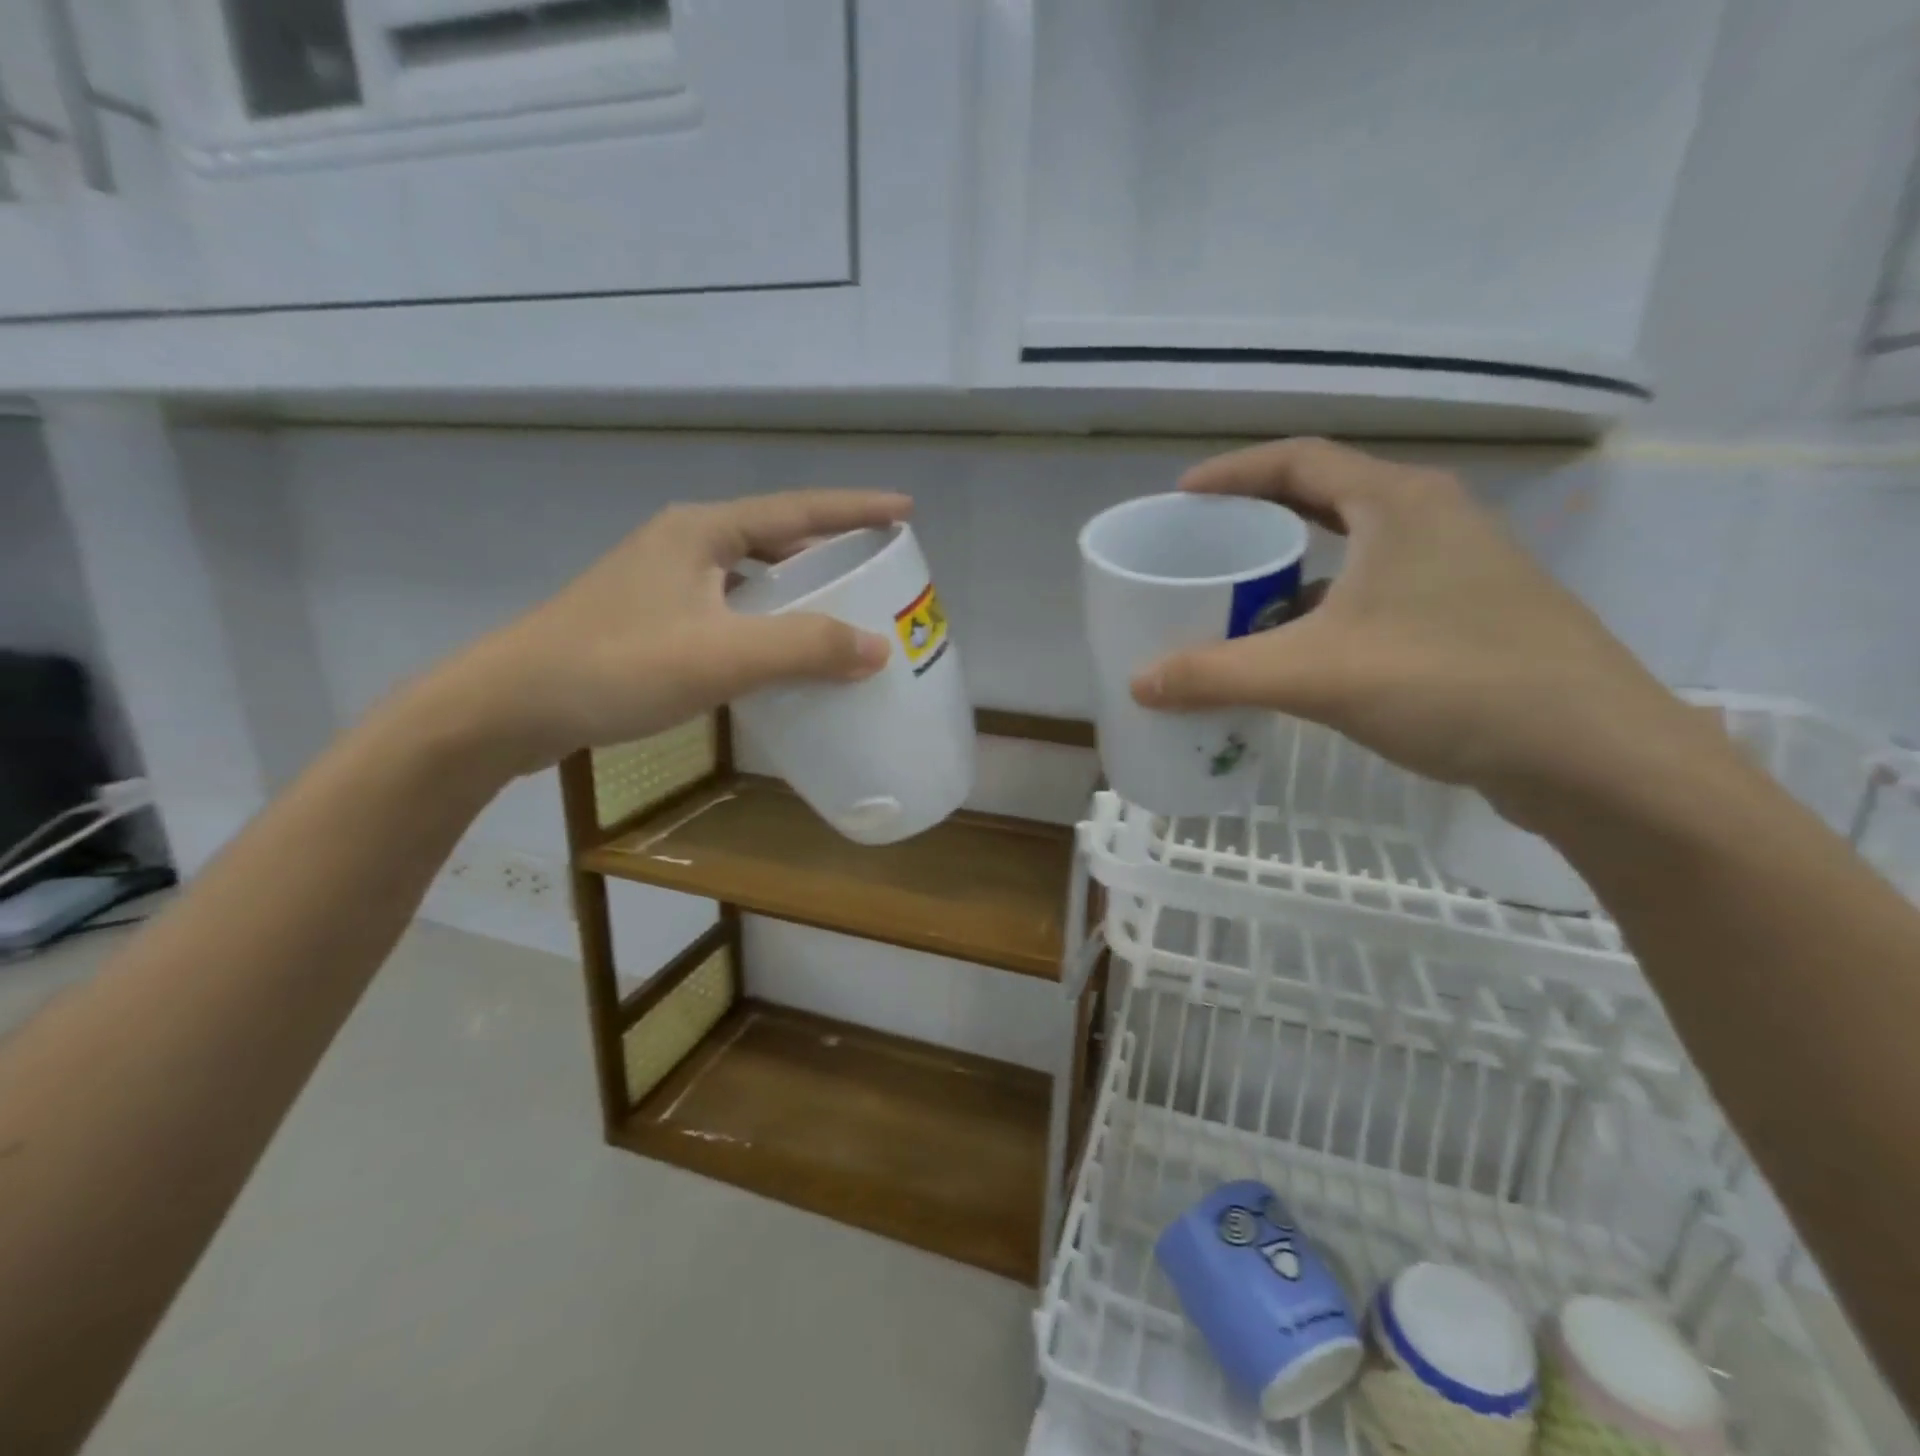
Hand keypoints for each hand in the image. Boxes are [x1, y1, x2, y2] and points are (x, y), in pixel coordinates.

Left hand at [426, 490, 908, 772]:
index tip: (905, 510)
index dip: (855, 508)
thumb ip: (805, 649)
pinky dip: (763, 620)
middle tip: (874, 568)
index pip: (797, 510)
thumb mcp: (723, 656)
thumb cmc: (618, 667)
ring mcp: (660, 581)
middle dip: (827, 549)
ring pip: (747, 574)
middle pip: (773, 537)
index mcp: (702, 531)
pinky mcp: (647, 619)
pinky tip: (774, 651)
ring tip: (836, 608)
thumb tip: (879, 648)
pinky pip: (727, 606)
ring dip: (793, 587)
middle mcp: (682, 543)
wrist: (509, 706)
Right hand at [1129, 439, 1709, 824]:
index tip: (1182, 498)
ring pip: (1355, 554)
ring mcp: (1459, 569)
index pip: (1300, 461)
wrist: (1593, 755)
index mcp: (1399, 504)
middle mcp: (1433, 521)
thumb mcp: (1316, 675)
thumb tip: (1138, 683)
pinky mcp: (1470, 617)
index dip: (1234, 472)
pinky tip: (1301, 656)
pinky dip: (1328, 613)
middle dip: (1260, 522)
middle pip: (1327, 500)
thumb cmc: (1451, 682)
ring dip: (1295, 573)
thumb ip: (1218, 675)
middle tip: (1206, 548)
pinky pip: (1377, 595)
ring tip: (1241, 605)